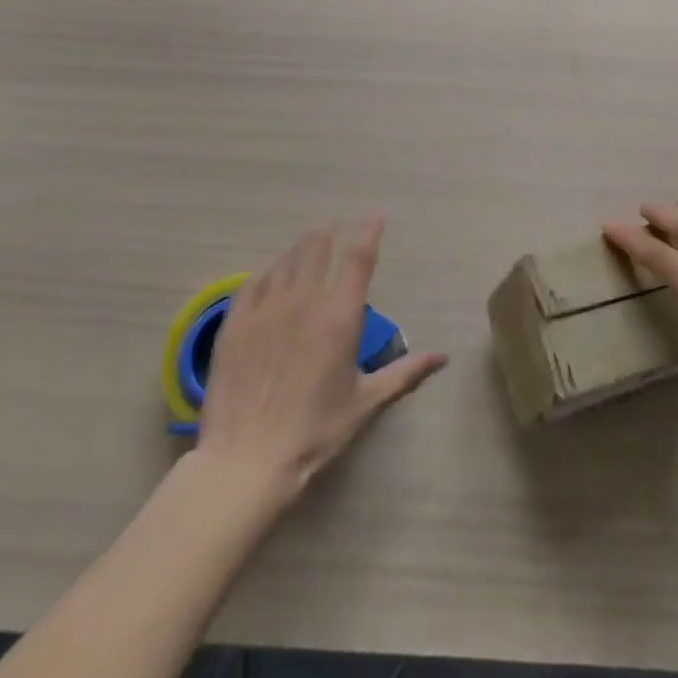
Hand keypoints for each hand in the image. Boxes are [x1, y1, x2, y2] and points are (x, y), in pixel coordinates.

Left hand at [195, 218, 446, 495]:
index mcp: (339, 316)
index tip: (376, 218)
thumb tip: (442, 357)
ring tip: (304, 247)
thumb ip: (405, 373)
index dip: (369, 233)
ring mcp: (265, 309)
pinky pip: (251, 284)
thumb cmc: (314, 431)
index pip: (358, 258)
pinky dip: (266, 274)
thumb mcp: (365, 402)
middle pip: (316, 248)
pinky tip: (267, 278)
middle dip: (328, 234)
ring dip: (299, 250)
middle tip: (333, 229)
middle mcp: (304, 301)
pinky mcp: (234, 323)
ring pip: (284, 261)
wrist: (246, 460)